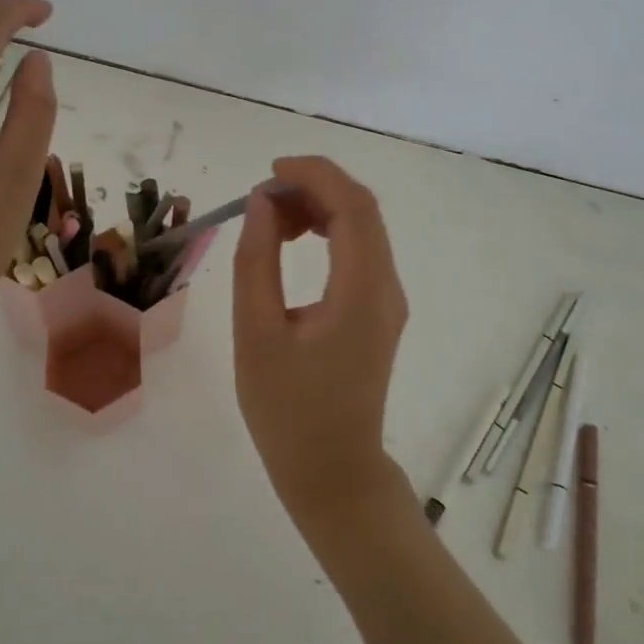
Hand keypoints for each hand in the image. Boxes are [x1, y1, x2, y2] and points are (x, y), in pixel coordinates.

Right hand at [233, 156, 410, 533]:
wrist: (333, 472)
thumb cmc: (287, 411)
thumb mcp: (256, 334)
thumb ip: (256, 262)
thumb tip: (261, 204)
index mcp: (362, 291)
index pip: (353, 207)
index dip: (315, 175)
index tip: (270, 172)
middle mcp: (387, 287)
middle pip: (363, 210)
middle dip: (315, 187)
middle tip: (262, 196)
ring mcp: (388, 300)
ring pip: (363, 228)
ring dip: (320, 208)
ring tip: (270, 218)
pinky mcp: (379, 311)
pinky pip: (359, 252)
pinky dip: (328, 233)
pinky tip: (293, 241)